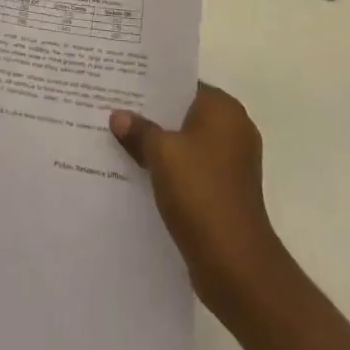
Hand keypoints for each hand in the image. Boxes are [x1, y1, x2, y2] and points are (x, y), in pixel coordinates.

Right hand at [110, 83, 284, 308]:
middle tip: (113, 111)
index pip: (183, 84)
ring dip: (159, 145)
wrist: (236, 265)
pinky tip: (139, 173)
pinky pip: (191, 167)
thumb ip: (139, 130)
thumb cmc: (201, 193)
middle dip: (152, 116)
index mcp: (224, 109)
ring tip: (120, 141)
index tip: (122, 85)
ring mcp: (232, 162)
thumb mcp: (162, 154)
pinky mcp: (226, 190)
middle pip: (184, 113)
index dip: (152, 85)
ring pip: (186, 142)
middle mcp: (233, 128)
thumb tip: (118, 116)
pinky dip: (170, 169)